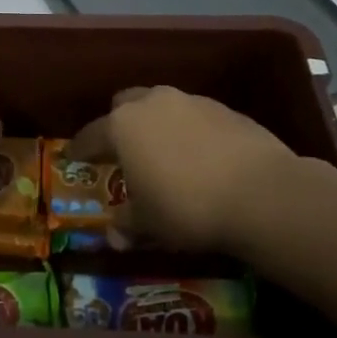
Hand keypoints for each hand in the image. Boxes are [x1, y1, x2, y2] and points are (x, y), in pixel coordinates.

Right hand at [70, 86, 326, 252]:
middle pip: (125, 105)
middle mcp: (153, 103)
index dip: (80, 149)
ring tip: (166, 156)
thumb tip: (114, 235)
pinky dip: (191, 132)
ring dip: (158, 125)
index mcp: (123, 125)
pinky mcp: (227, 109)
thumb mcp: (148, 223)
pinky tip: (202, 159)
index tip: (74, 158)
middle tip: (124, 151)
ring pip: (163, 107)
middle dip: (120, 124)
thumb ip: (126, 223)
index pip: (91, 134)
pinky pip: (196, 116)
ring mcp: (192, 102)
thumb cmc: (187, 207)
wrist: (262, 194)